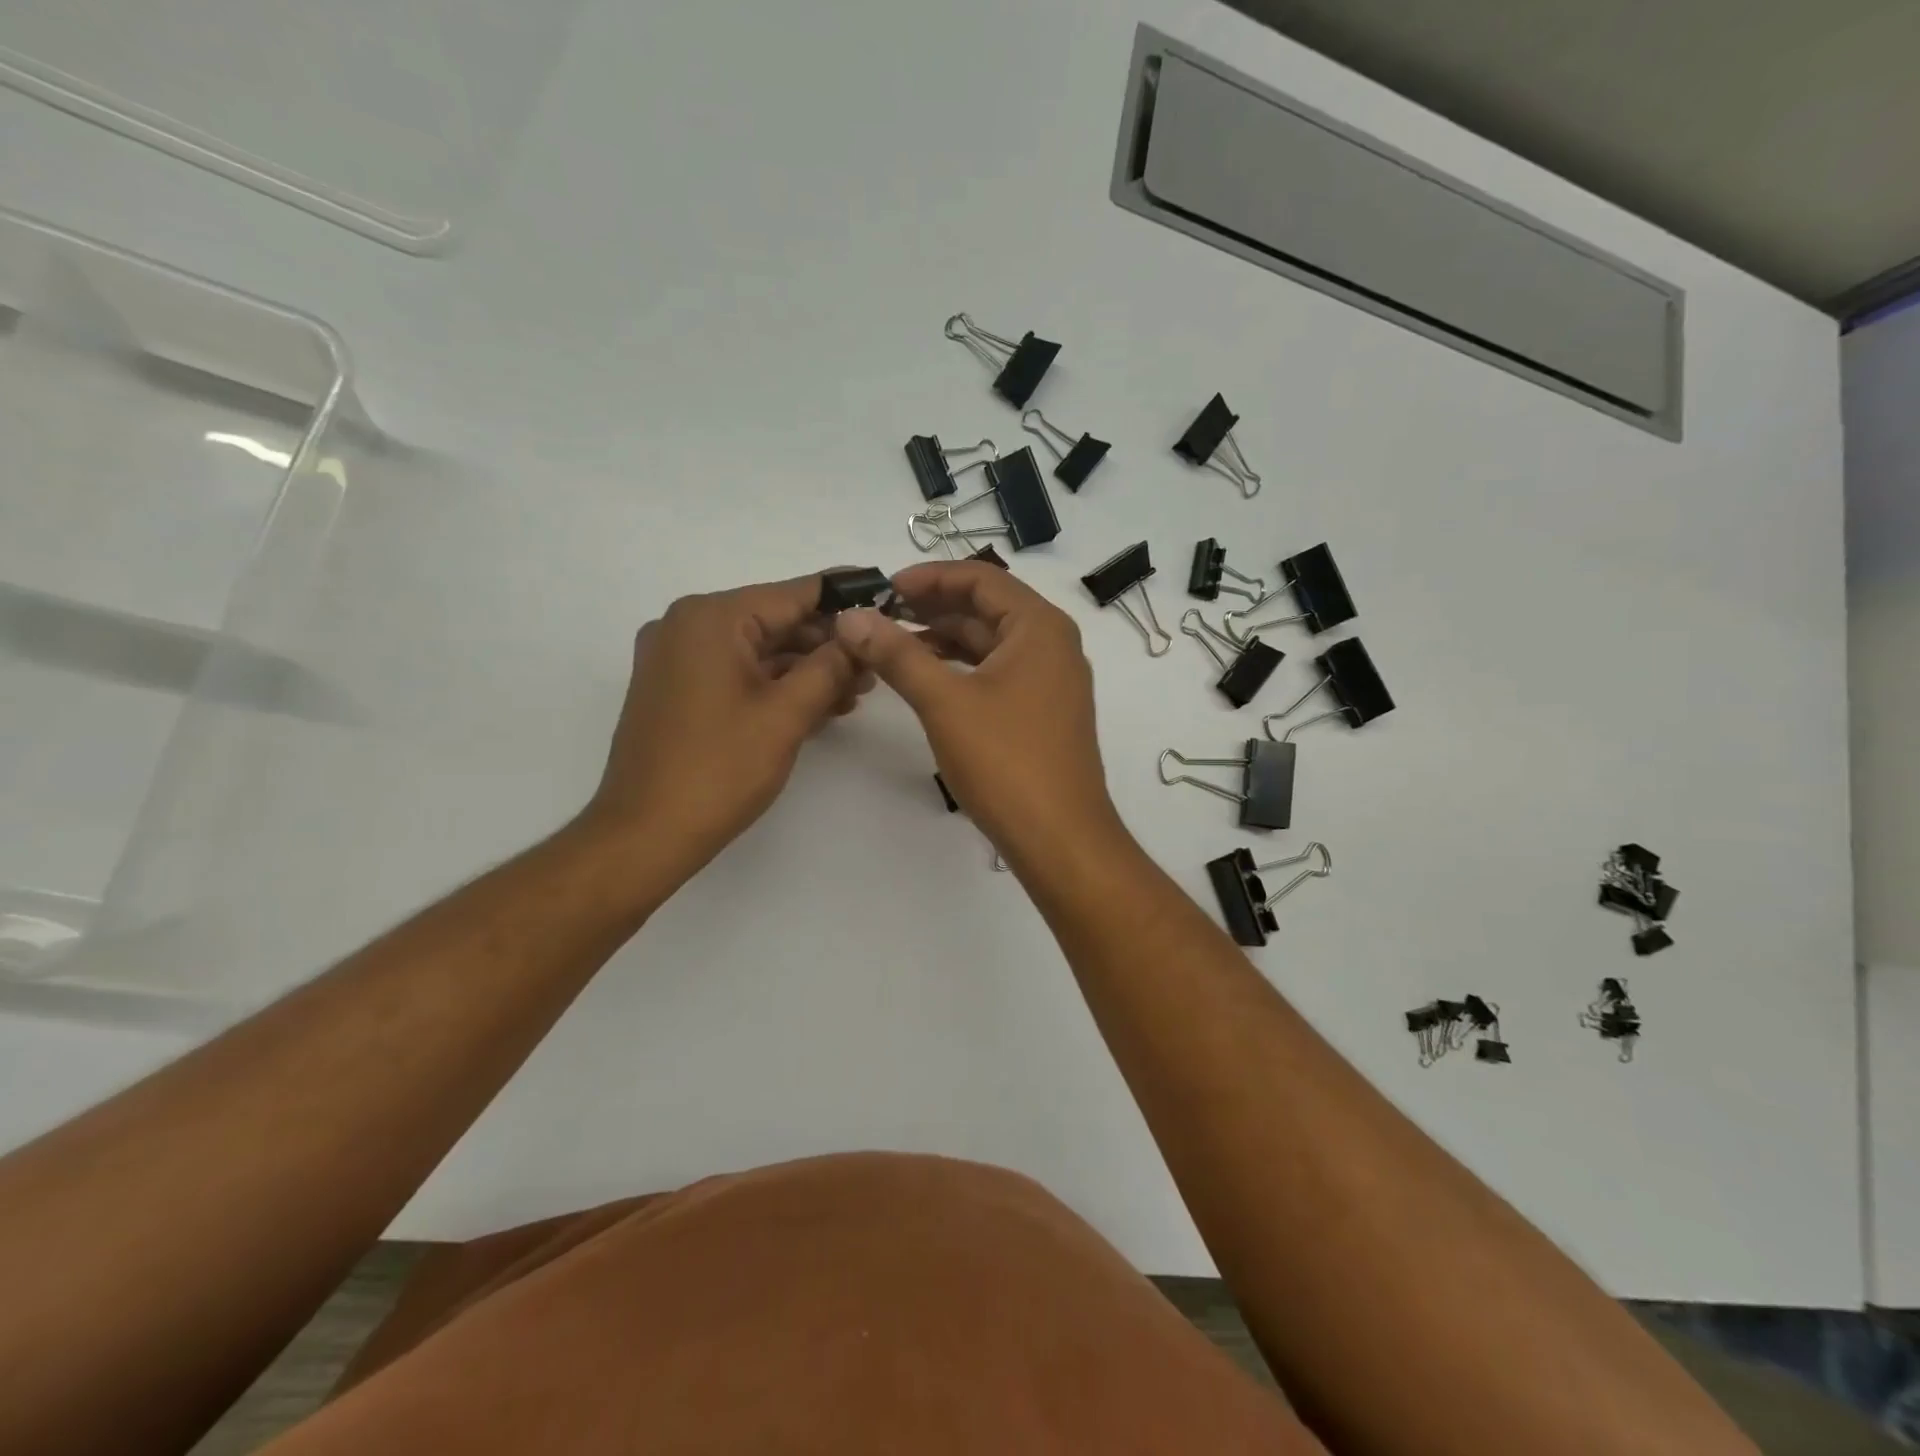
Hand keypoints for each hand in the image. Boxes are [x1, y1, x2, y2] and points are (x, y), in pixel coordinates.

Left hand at [582, 573, 869, 873]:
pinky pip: (737, 673)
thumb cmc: (719, 769)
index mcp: (711, 619)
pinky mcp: (676, 690)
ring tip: (855, 691)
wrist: (645, 833)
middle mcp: (687, 626)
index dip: (845, 597)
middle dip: (827, 644)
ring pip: (758, 650)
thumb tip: (861, 635)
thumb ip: (830, 666)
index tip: (885, 597)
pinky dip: (775, 685)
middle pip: (775, 621)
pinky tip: (818, 704)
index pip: (793, 594)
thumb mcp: (787, 714)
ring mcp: (677, 659)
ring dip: (806, 669)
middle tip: (875, 666)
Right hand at [832, 561, 1121, 863]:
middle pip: (986, 607)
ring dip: (943, 639)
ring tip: (892, 645)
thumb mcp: (944, 702)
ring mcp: (1050, 680)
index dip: (929, 577)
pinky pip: (997, 672)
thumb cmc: (1006, 761)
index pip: (980, 578)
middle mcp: (1052, 644)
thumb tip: (851, 617)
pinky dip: (961, 669)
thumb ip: (897, 654)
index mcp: (1040, 627)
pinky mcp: (1043, 712)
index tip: (883, 588)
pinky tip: (925, 678)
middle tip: (879, 616)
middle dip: (932, 607)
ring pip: (990, 643)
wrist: (1059, 838)